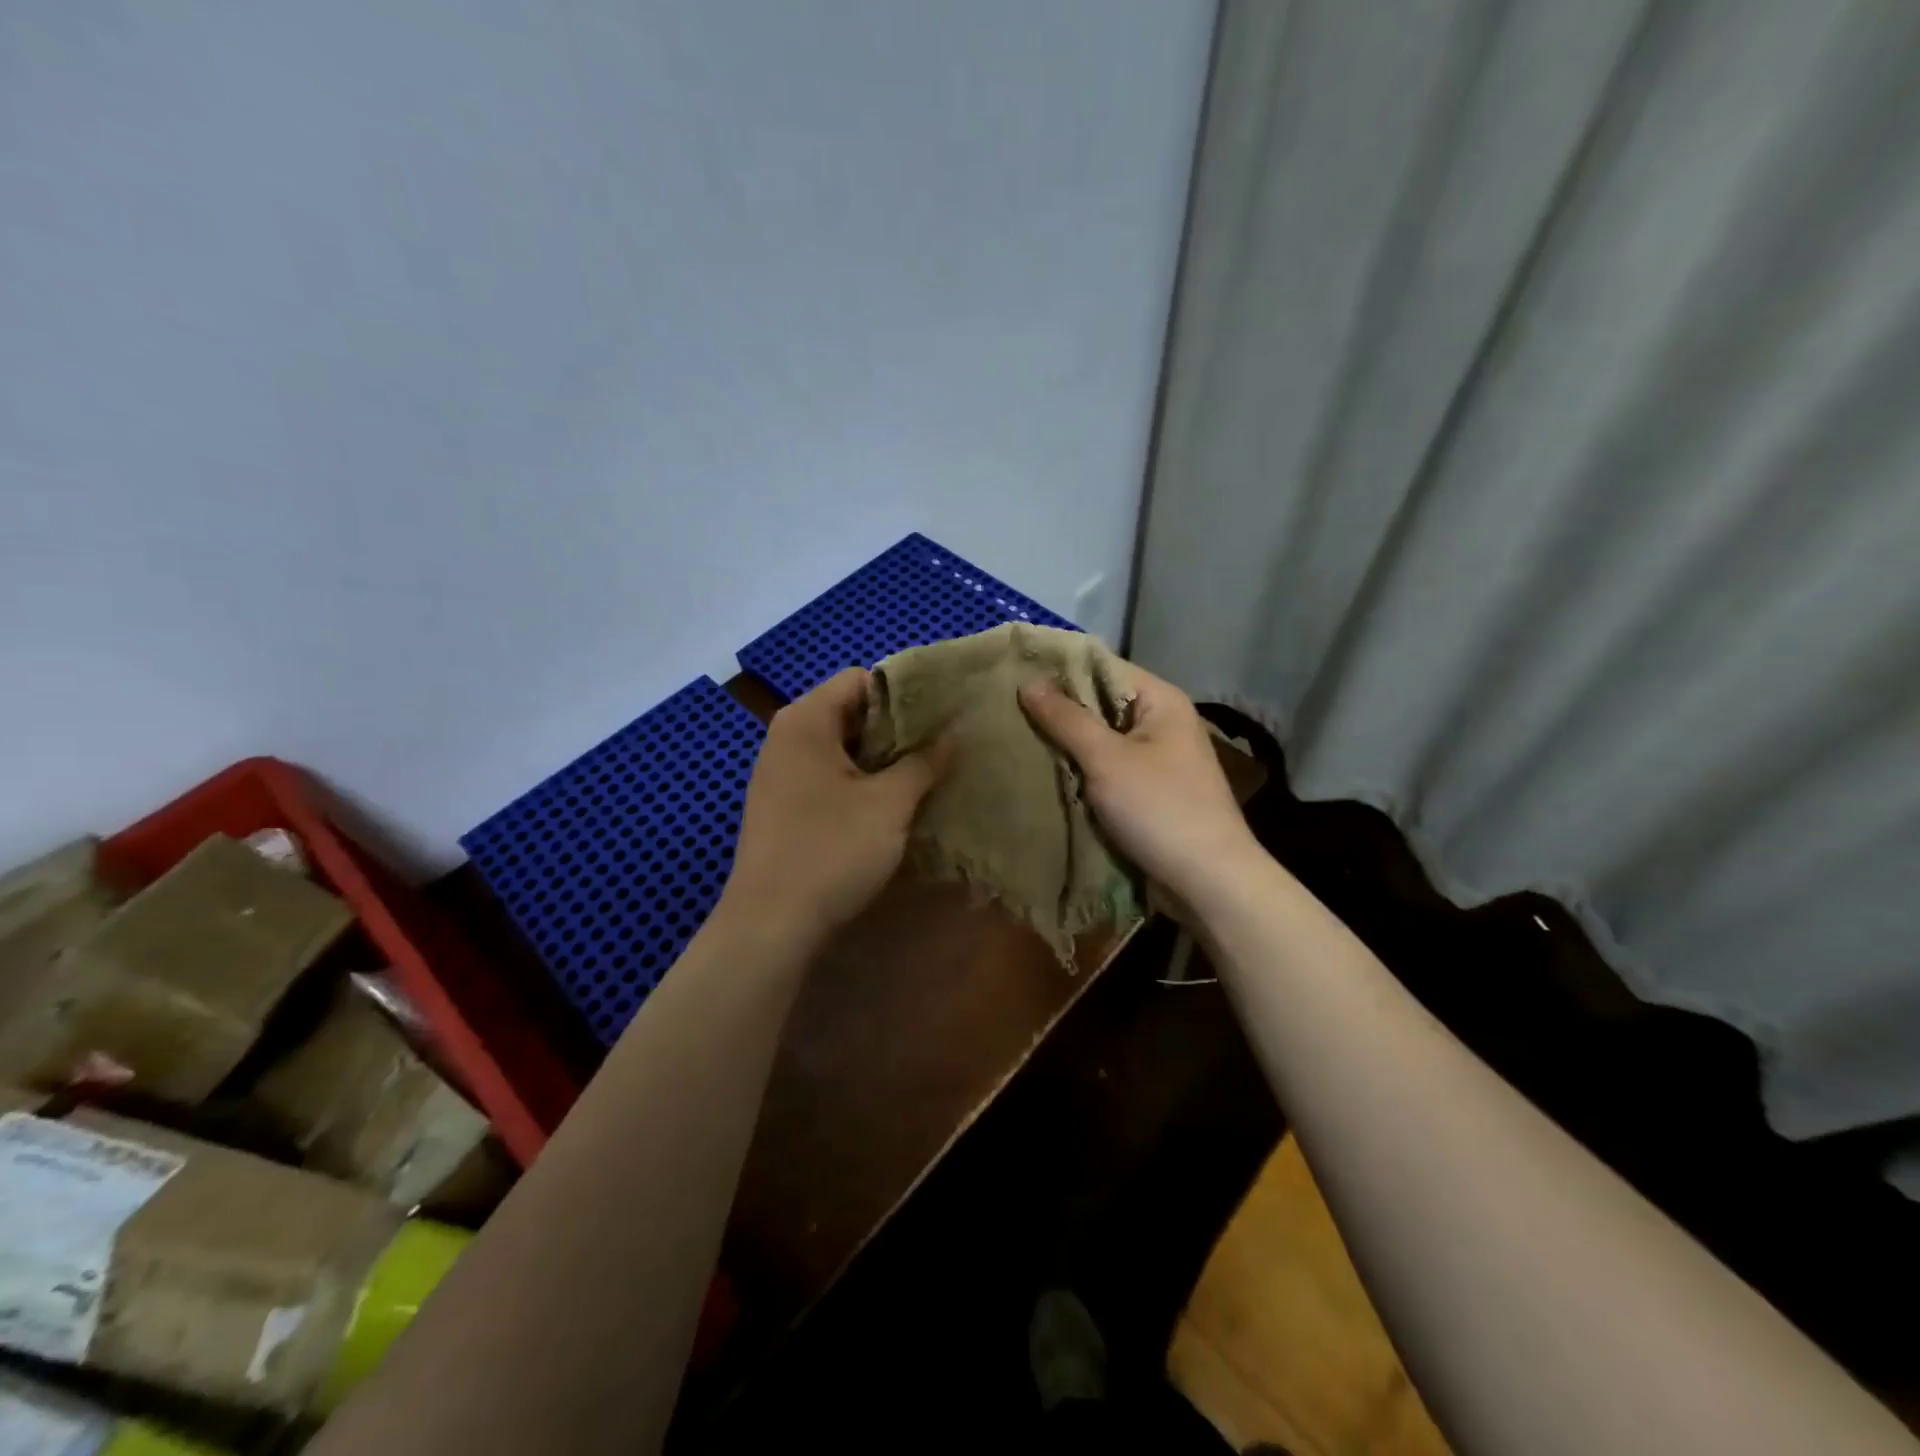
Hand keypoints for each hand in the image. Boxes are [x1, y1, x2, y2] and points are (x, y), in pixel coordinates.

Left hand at [721, 667, 942, 944]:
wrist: (771, 926)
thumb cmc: (832, 850)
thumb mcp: (890, 803)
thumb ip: (925, 761)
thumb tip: (955, 732)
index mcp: (806, 720)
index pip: (861, 679)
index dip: (904, 694)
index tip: (941, 718)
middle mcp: (787, 738)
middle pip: (851, 713)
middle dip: (897, 730)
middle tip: (941, 749)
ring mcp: (780, 774)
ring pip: (842, 750)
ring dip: (882, 761)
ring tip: (925, 777)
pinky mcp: (782, 808)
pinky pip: (828, 779)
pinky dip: (860, 784)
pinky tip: (890, 808)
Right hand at [1020, 667, 1260, 908]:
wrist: (1208, 881)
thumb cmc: (1158, 808)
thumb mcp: (1106, 759)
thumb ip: (1066, 719)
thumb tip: (1029, 682)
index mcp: (1161, 701)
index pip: (1104, 667)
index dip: (1061, 669)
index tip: (1015, 675)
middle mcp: (1162, 722)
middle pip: (1102, 703)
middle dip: (1060, 710)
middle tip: (1009, 711)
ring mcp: (1159, 759)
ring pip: (1102, 739)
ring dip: (1068, 744)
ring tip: (1020, 739)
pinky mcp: (1151, 791)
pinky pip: (1109, 769)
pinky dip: (1082, 770)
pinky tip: (1049, 773)